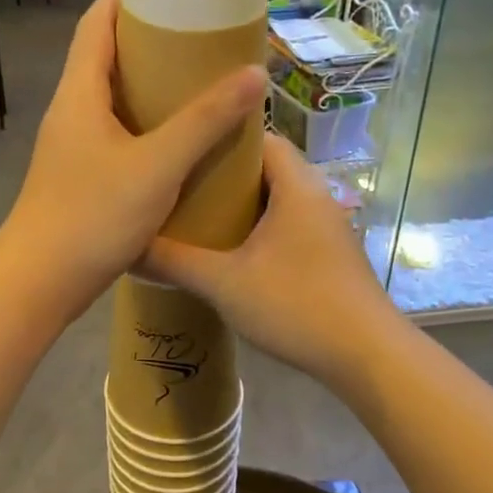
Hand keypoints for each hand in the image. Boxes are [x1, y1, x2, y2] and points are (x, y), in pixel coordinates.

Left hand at [0, 0, 264, 316]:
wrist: (40, 282)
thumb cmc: (93, 216)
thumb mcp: (157, 165)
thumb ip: (204, 121)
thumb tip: (255, 73)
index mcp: (79, 93)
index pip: (95, 22)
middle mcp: (70, 111)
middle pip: (103, 56)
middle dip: (145, 37)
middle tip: (195, 31)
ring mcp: (71, 147)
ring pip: (110, 98)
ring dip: (146, 83)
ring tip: (194, 78)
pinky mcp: (79, 177)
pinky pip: (115, 132)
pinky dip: (144, 122)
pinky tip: (176, 139)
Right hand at [142, 134, 400, 384]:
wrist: (367, 356)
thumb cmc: (296, 305)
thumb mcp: (224, 283)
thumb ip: (174, 262)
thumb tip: (126, 246)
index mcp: (296, 187)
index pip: (261, 138)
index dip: (222, 136)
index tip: (184, 146)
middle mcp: (317, 197)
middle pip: (268, 168)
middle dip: (225, 174)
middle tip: (180, 183)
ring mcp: (328, 228)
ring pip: (279, 200)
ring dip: (243, 205)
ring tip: (196, 215)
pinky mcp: (331, 256)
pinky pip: (289, 226)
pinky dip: (260, 228)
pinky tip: (231, 252)